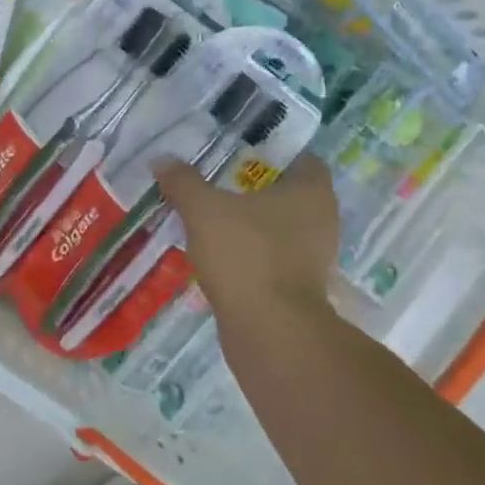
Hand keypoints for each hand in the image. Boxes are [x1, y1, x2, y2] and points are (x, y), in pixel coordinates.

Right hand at [155, 155, 341, 330]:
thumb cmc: (246, 255)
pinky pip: (274, 259)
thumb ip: (183, 182)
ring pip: (282, 229)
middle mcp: (322, 220)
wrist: (269, 331)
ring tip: (214, 219)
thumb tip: (162, 159)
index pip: (302, 159)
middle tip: (219, 183)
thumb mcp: (203, 210)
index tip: (241, 152)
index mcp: (311, 192)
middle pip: (291, 195)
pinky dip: (252, 255)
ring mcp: (314, 258)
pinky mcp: (300, 288)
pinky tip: (222, 255)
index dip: (275, 152)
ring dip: (254, 225)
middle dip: (258, 190)